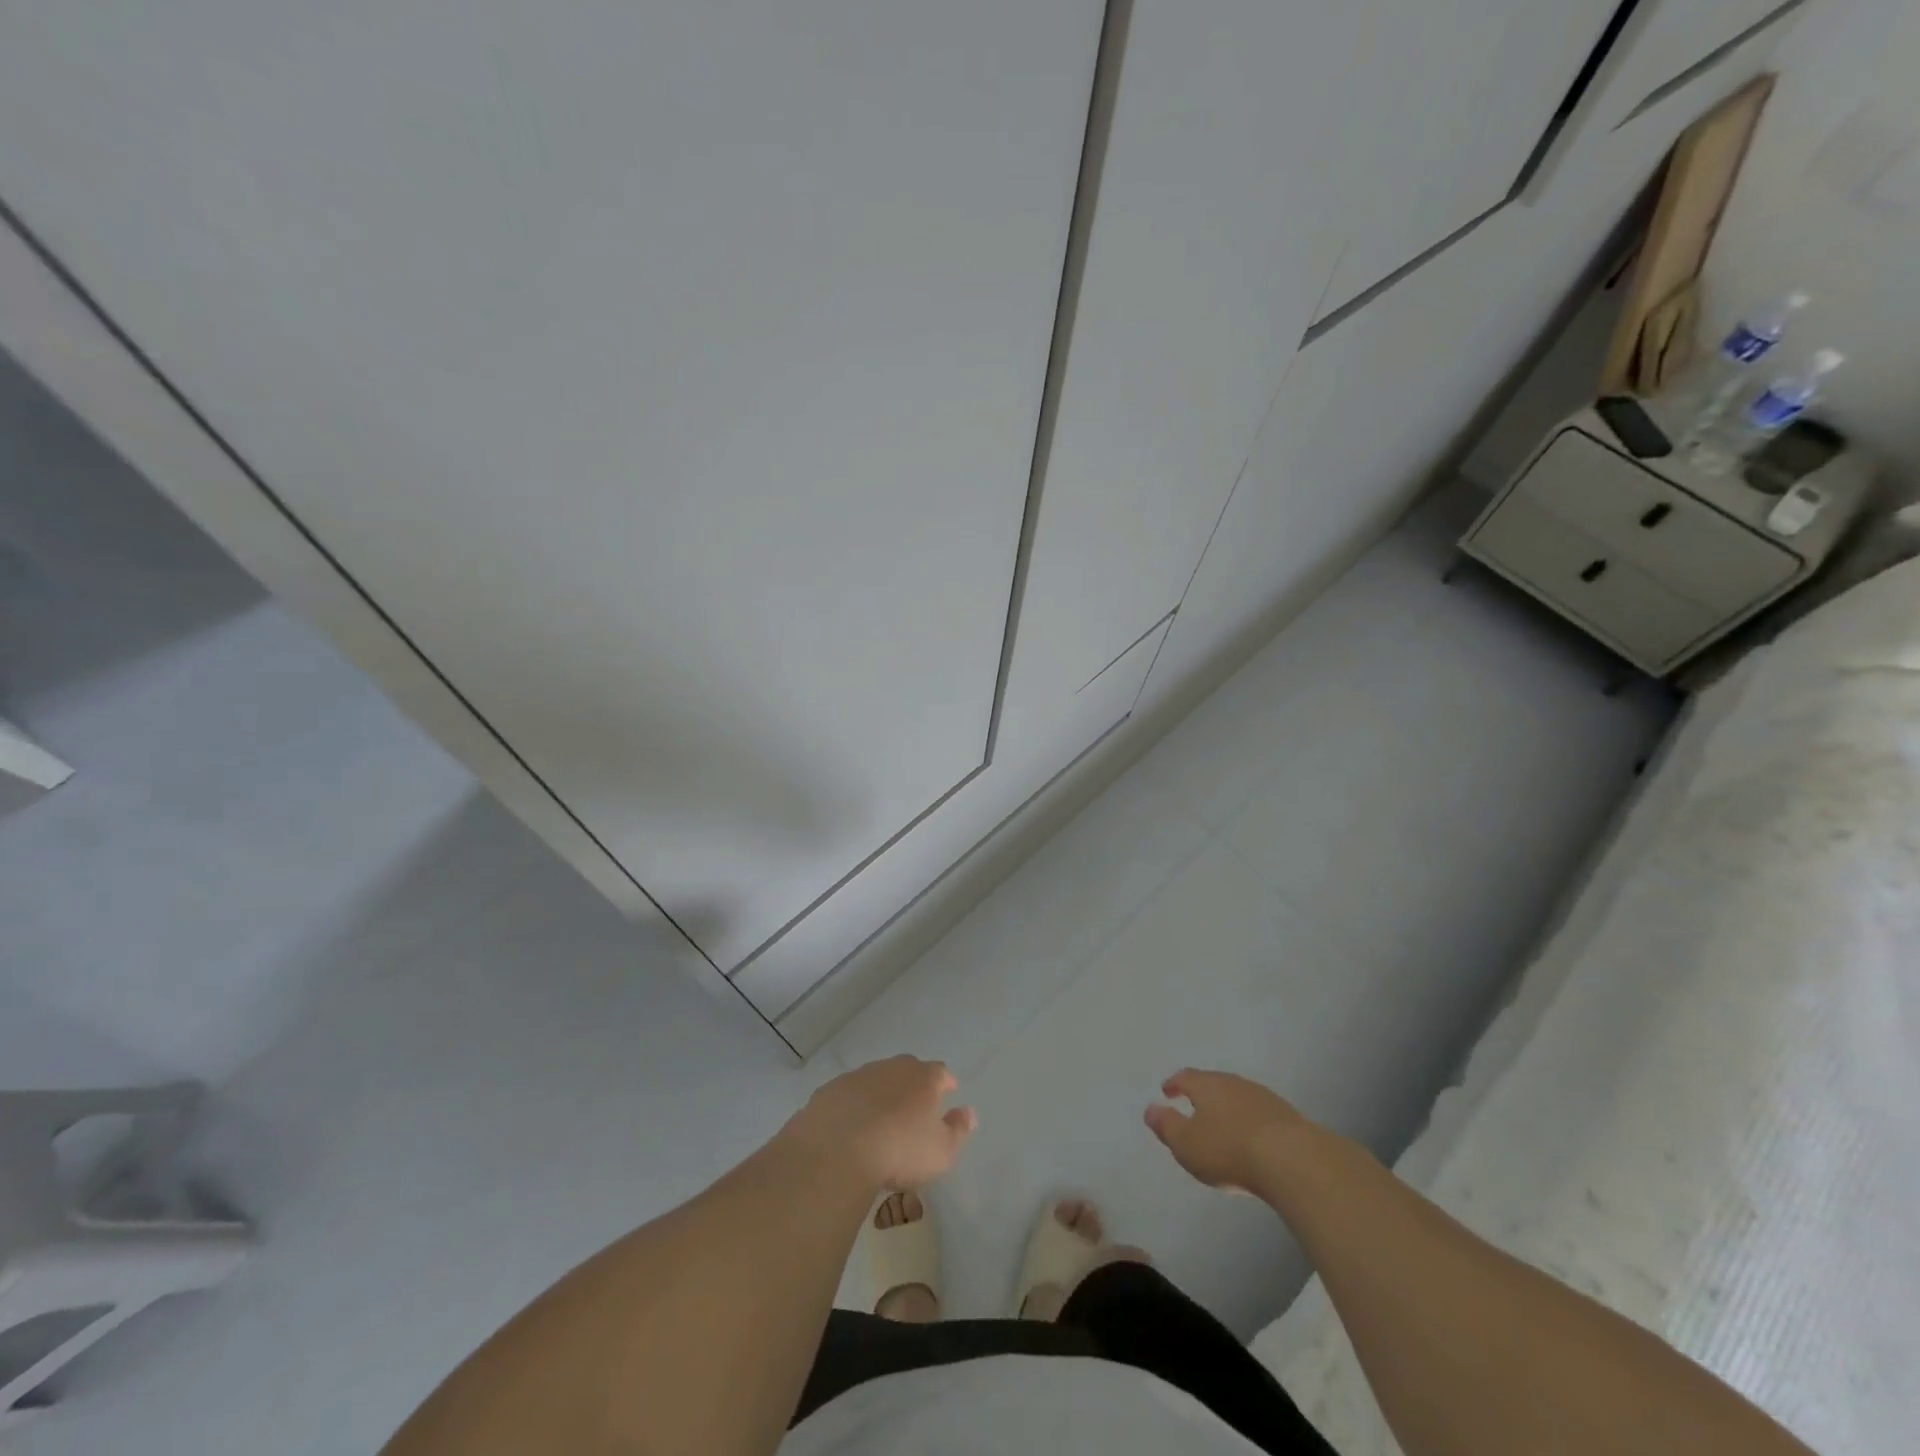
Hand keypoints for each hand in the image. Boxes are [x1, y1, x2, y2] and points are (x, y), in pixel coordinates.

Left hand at [783, 1055, 976, 1191]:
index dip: (945, 1083)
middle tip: (914, 1106)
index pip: (940, 1072)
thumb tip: (969, 1113)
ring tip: (880, 1119)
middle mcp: (892, 1068)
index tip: (947, 1093)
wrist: (838, 1150)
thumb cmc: (900, 1151)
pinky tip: (850, 1127)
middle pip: (907, 1069)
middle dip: (912, 1083)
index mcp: (923, 1078)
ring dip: (881, 1093)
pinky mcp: (830, 1090)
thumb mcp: (941, 1151)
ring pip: (876, 1079)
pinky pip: (848, 1095)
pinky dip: (853, 1106)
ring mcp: (858, 1076)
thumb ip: (958, 1130)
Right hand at [1145, 1068, 1315, 1193]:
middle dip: (1201, 1094)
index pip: (1185, 1077)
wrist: (1292, 1159)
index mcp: (1206, 1085)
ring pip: (1237, 1096)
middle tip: (1193, 1107)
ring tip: (1222, 1123)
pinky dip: (1249, 1120)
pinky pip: (1258, 1113)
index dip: (1174, 1084)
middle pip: (1212, 1083)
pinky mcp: (1286, 1116)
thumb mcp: (1186, 1143)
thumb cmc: (1228, 1150)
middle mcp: (1233, 1083)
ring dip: (1227, 1107)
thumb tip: (1150, 1108)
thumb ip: (1166, 1125)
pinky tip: (1251, 1137)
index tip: (1166, 1091)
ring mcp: (1262, 1097)